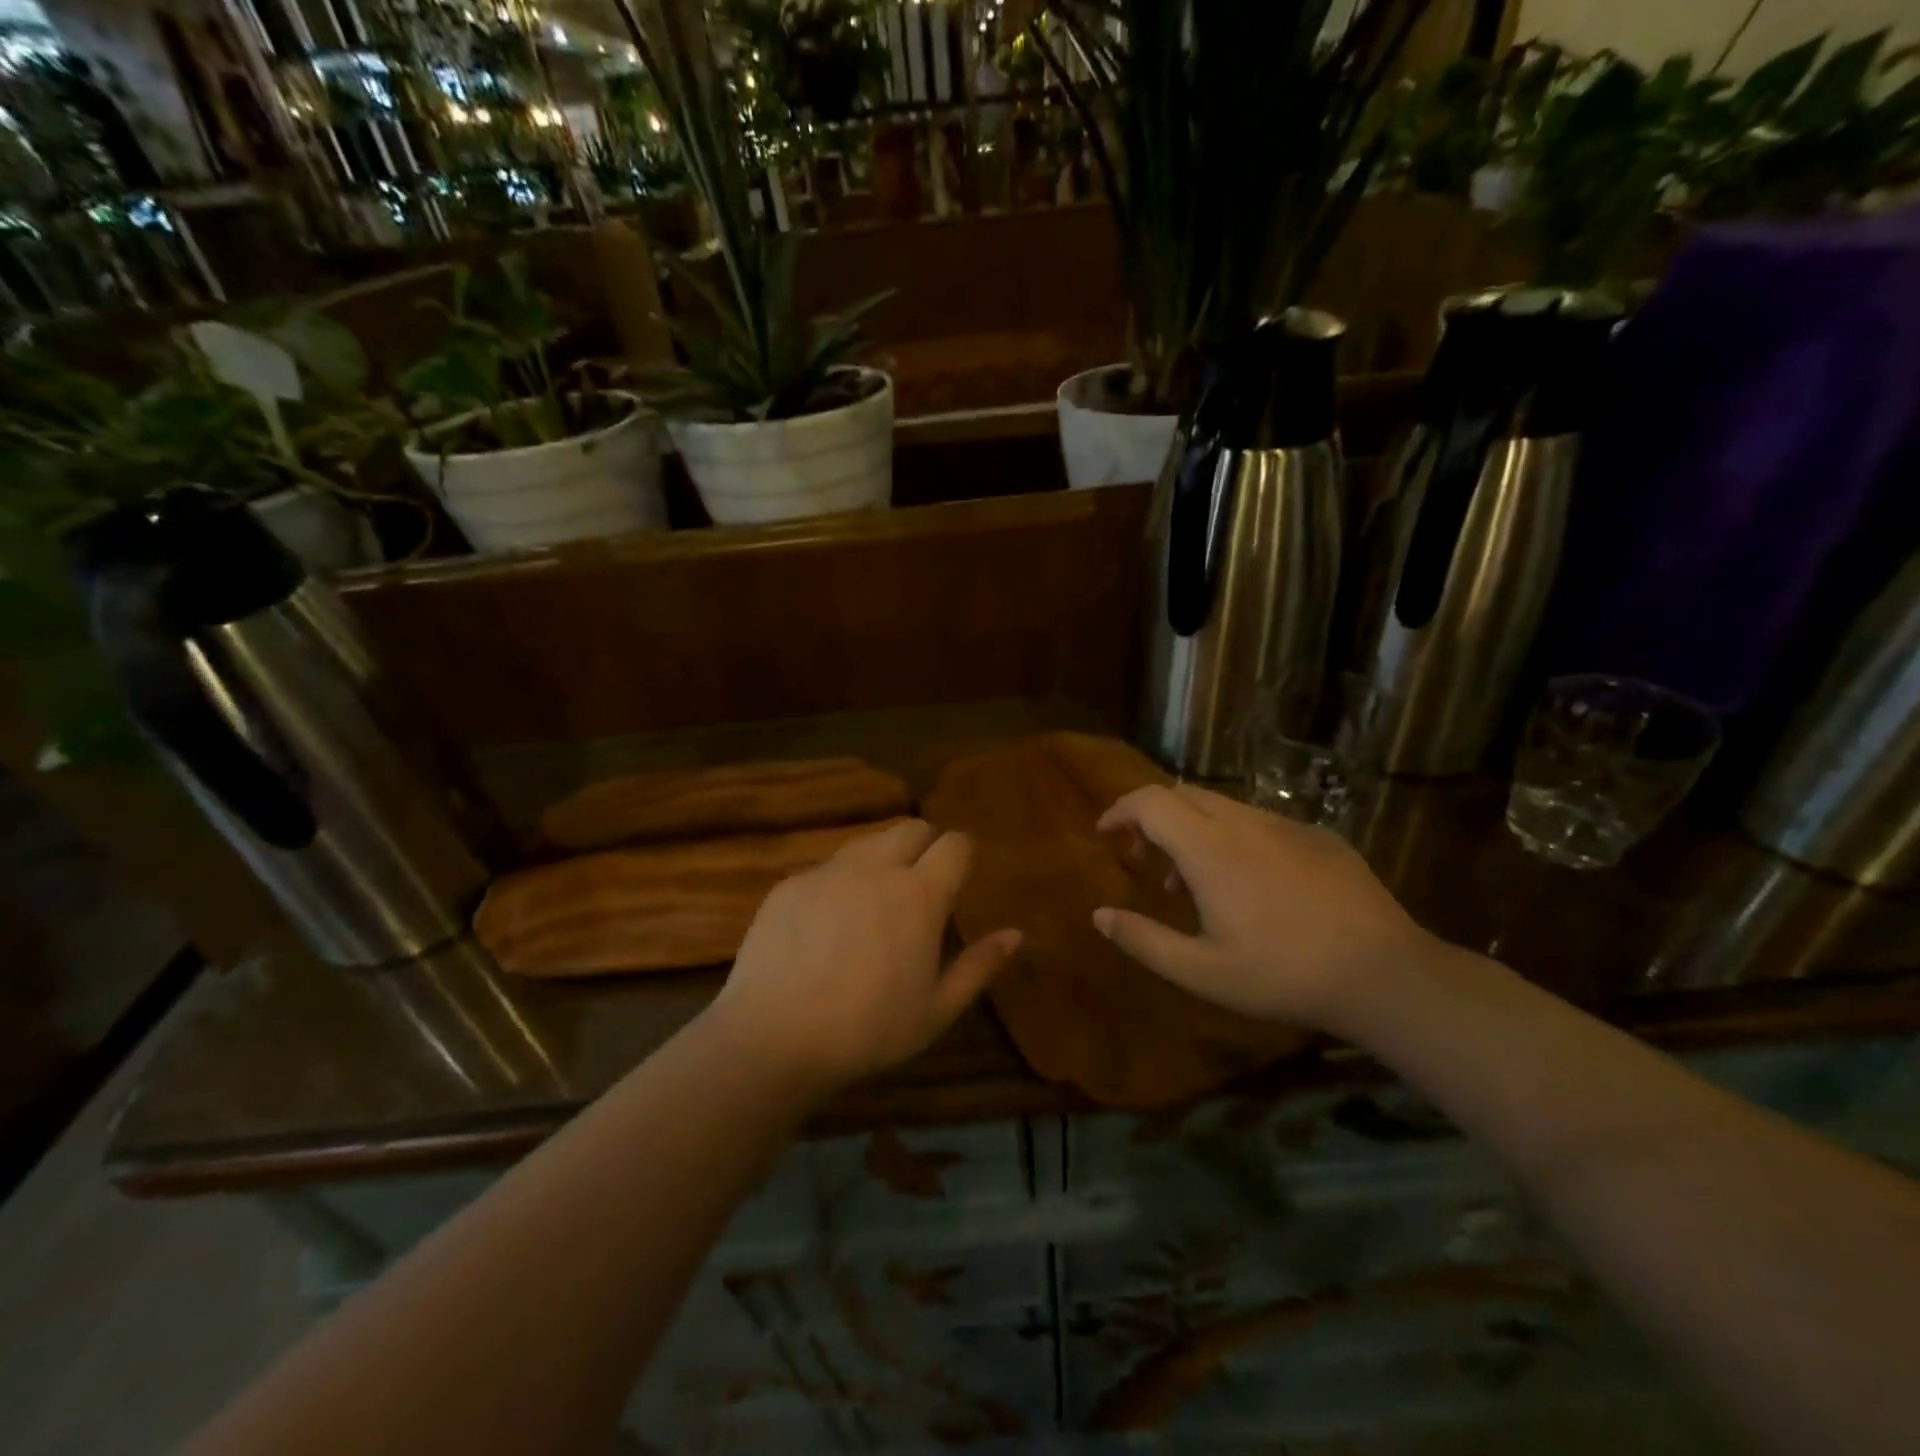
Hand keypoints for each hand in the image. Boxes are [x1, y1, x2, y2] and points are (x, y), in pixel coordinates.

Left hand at [706, 820, 1019, 1096]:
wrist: (774, 1037)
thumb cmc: (867, 1030)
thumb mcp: (936, 1010)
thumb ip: (979, 966)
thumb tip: (1016, 934)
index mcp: (919, 895)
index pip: (955, 844)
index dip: (962, 854)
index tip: (960, 876)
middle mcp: (876, 869)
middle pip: (911, 828)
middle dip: (925, 845)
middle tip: (921, 884)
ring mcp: (829, 872)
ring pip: (867, 843)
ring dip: (882, 860)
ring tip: (875, 904)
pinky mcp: (790, 883)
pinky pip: (827, 869)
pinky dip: (839, 884)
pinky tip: (826, 927)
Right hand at [1094, 784, 1437, 1033]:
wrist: (1384, 973)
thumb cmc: (1281, 974)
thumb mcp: (1201, 971)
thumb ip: (1143, 940)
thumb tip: (1099, 915)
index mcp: (1209, 848)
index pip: (1149, 801)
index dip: (1120, 810)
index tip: (1106, 833)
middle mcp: (1244, 823)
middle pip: (1183, 795)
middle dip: (1153, 817)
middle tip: (1146, 859)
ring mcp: (1287, 825)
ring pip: (1223, 807)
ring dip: (1194, 830)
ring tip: (1196, 883)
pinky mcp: (1320, 836)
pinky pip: (1262, 822)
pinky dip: (1235, 838)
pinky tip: (1253, 885)